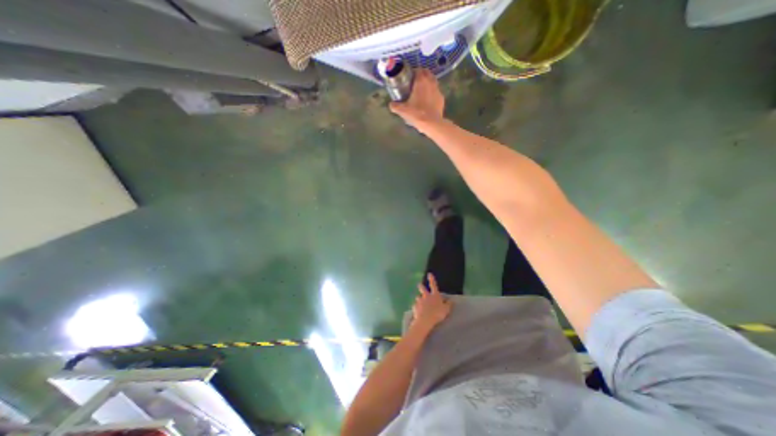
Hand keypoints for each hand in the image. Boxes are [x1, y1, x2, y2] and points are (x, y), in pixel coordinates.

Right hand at [392, 68, 444, 129]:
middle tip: (415, 83)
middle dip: (422, 75)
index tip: (409, 77)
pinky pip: (436, 93)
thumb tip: (391, 104)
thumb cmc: (416, 113)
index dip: (413, 72)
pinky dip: (432, 94)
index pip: (418, 70)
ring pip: (433, 82)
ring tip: (422, 91)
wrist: (431, 123)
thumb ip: (395, 106)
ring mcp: (438, 90)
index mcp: (421, 81)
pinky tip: (428, 101)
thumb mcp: (402, 110)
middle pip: (427, 73)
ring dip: (428, 83)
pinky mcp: (442, 99)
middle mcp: (431, 82)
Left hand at [408, 275, 452, 331]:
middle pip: (422, 288)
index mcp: (434, 295)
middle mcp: (426, 296)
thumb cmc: (437, 314)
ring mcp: (419, 301)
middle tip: (419, 285)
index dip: (431, 279)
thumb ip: (448, 304)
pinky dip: (416, 307)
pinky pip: (415, 306)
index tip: (429, 274)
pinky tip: (418, 311)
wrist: (425, 320)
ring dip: (419, 299)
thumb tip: (451, 300)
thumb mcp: (446, 309)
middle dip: (421, 286)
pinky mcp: (415, 306)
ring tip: (420, 303)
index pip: (433, 285)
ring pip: (418, 297)